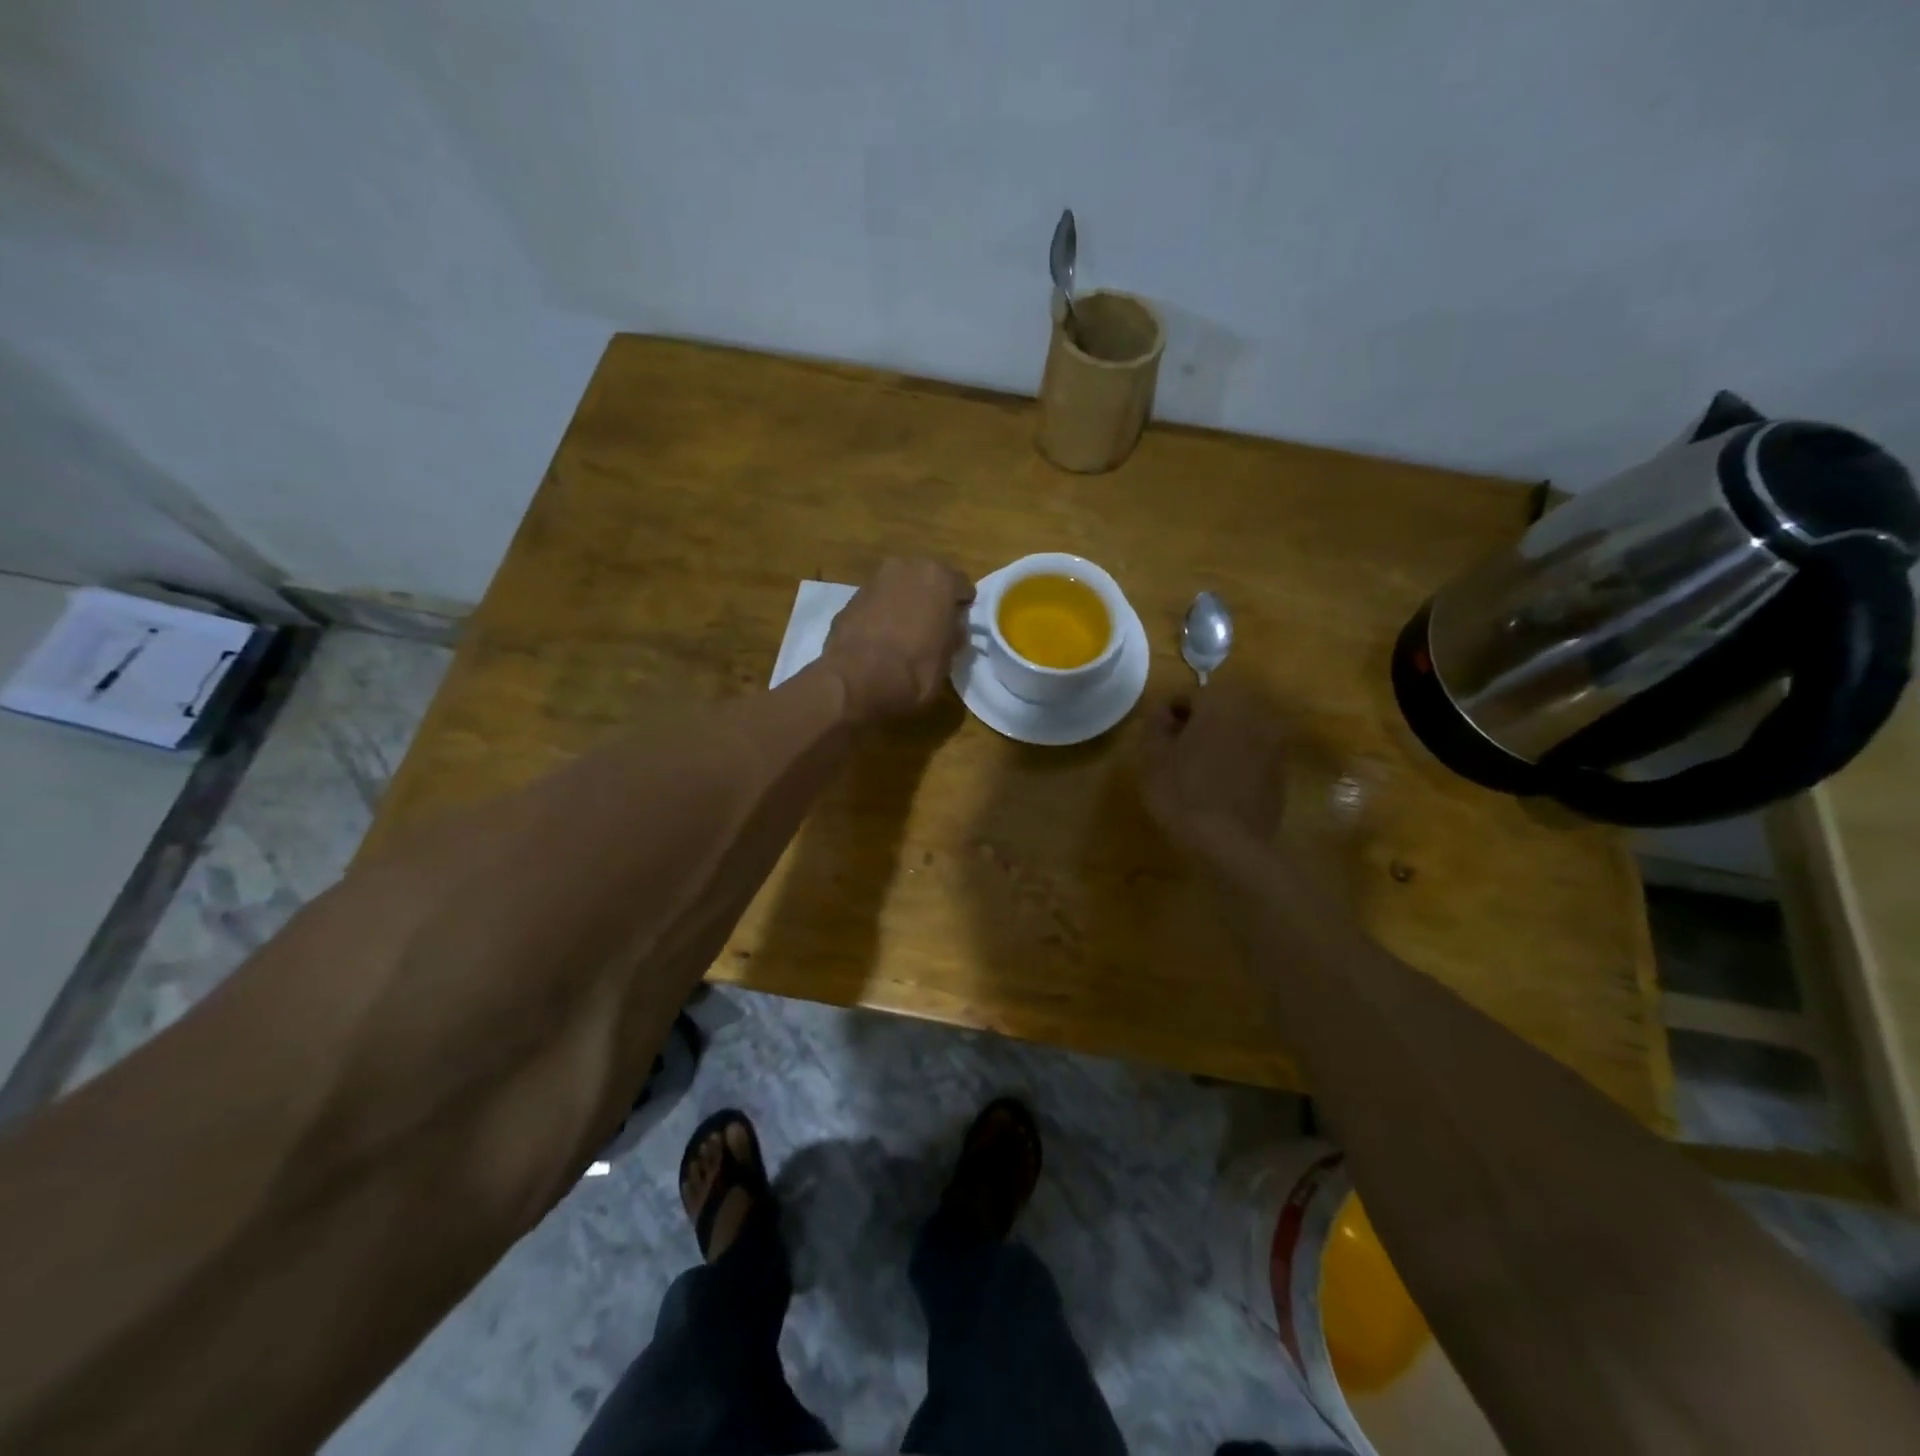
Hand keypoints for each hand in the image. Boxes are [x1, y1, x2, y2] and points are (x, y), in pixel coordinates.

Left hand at [821, 557, 974, 721]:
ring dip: (903, 605)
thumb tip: (951, 629)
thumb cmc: (916, 669)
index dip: (961, 608)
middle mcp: (906, 568)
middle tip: (931, 628)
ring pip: (898, 589)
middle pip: (927, 581)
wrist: (858, 681)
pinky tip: (879, 640)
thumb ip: (953, 634)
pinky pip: (875, 604)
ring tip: (903, 635)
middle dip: (930, 600)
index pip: (962, 587)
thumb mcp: (949, 658)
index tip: (957, 627)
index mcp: (939, 577)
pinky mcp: (849, 599)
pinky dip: (880, 615)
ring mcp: (874, 580)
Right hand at [1138, 684, 1289, 852]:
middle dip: (1198, 726)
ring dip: (1219, 741)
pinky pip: (1253, 753)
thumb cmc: (1183, 793)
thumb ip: (1155, 723)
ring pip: (1238, 730)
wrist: (1230, 843)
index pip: (1188, 696)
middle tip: (1176, 753)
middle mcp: (1255, 711)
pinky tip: (1220, 785)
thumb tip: (1164, 711)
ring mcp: (1276, 740)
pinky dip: (1237, 760)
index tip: (1157, 741)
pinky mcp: (1283, 769)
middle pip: (1218, 709)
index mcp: (1222, 701)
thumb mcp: (1152, 756)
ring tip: (1197, 770)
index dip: (1168, 717)